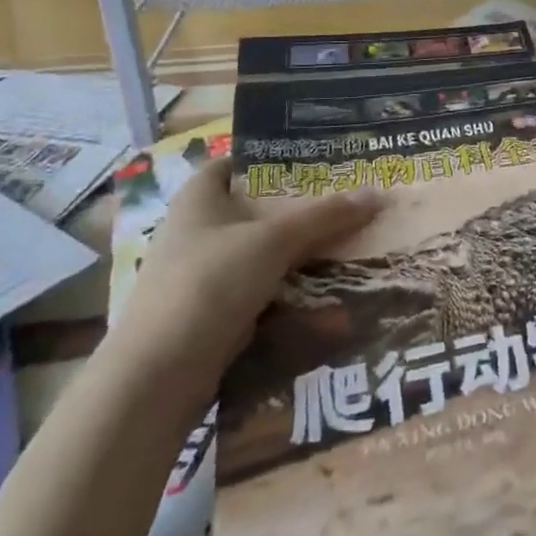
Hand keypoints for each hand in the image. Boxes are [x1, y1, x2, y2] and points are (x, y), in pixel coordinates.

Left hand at [112, 156, 383, 385]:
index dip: (272, 157)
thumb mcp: (274, 241)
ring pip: (264, 255)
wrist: (158, 377)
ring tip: (351, 246)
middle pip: (258, 211)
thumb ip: (325, 216)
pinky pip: (262, 294)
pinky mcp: (213, 315)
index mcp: (198, 200)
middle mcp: (197, 232)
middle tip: (348, 201)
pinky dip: (292, 293)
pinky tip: (329, 295)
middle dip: (302, 210)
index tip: (317, 159)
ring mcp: (203, 276)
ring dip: (302, 254)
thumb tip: (377, 193)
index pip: (235, 163)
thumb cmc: (210, 283)